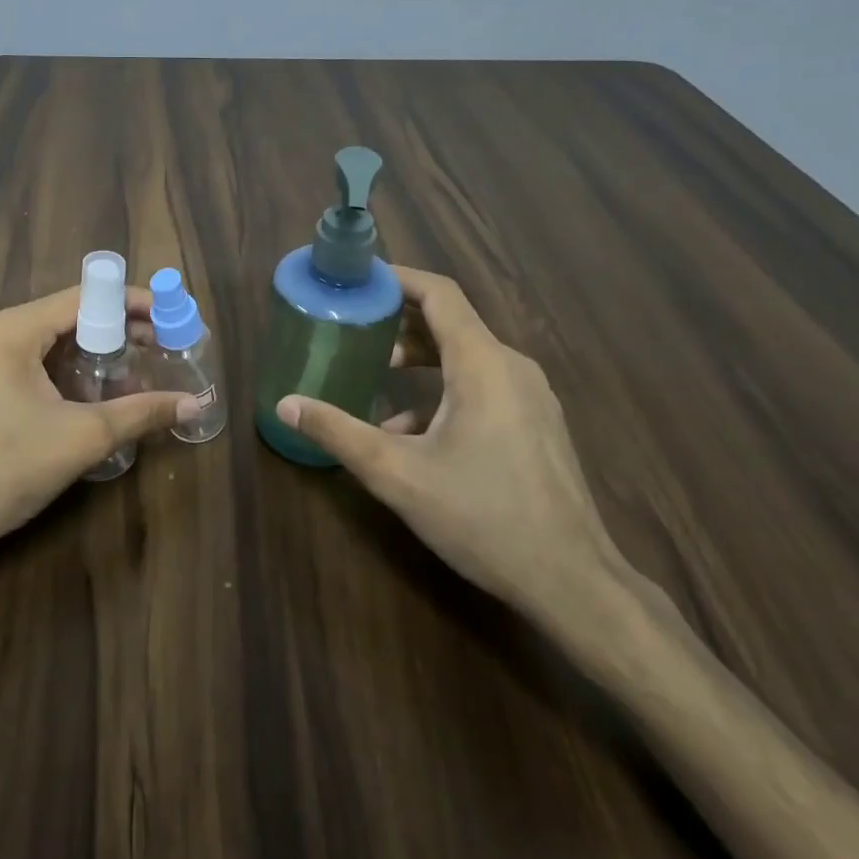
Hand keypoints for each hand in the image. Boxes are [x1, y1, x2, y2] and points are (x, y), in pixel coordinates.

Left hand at [0, 284, 196, 556]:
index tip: (174, 318)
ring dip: (102, 351)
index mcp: (17, 329)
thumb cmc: (7, 468)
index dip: (135, 304)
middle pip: (75, 315)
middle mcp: (2, 332)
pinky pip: (44, 362)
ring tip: (144, 367)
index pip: (88, 296)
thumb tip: (197, 403)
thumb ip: (142, 413)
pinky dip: (77, 370)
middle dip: (122, 328)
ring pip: (60, 340)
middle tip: (166, 346)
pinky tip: (105, 393)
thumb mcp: (83, 437)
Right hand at [275, 266, 621, 614]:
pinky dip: (443, 388)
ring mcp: (531, 396)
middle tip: (355, 328)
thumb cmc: (482, 516)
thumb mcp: (397, 474)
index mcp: (482, 364)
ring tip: (377, 374)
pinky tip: (413, 431)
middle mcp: (511, 366)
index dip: (397, 278)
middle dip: (400, 320)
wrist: (572, 581)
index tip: (358, 280)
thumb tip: (286, 404)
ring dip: (420, 358)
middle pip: (451, 322)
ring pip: (467, 355)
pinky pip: (484, 384)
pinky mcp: (537, 423)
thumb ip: (338, 433)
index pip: (439, 293)